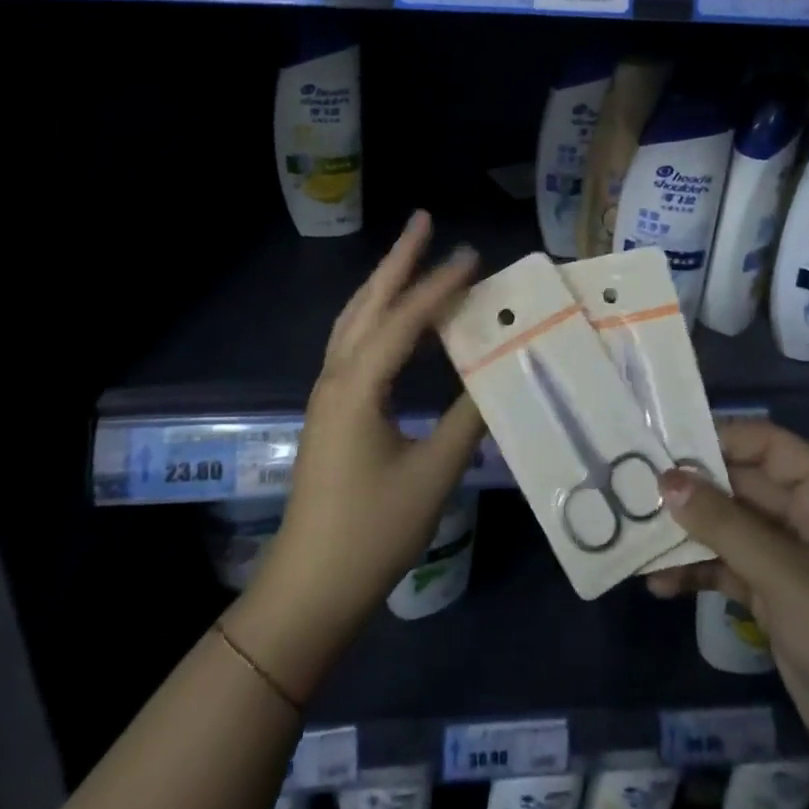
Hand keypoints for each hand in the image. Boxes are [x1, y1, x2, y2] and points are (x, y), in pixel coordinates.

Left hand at [226, 213, 482, 699]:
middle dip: (397, 260)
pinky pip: (357, 345)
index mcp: (357, 385)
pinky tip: (402, 323)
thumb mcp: (431, 475)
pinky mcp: (332, 410)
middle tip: (423, 221)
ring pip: (357, 321)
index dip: (440, 285)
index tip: (473, 255)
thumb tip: (499, 376)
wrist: (310, 588)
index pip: (405, 319)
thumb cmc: (371, 531)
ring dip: (385, 285)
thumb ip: (466, 420)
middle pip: (368, 303)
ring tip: (414, 257)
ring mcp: (329, 393)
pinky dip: (381, 318)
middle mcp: (336, 376)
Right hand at [646, 420, 808, 771]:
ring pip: (729, 527)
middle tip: (633, 488)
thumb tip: (666, 479)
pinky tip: (658, 582)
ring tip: (636, 537)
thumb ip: (723, 524)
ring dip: (687, 534)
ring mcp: (791, 559)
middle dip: (691, 488)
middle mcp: (808, 517)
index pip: (766, 444)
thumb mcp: (786, 576)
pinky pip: (728, 567)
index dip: (718, 438)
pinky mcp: (776, 597)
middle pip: (741, 483)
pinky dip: (697, 570)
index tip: (664, 444)